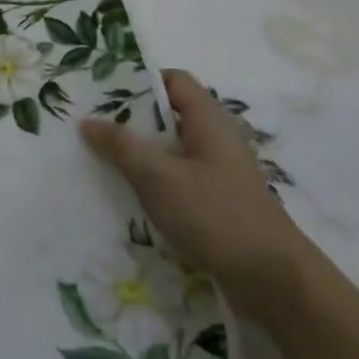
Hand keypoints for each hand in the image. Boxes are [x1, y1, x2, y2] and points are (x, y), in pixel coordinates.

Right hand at [81, 69, 317, 322]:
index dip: (139, 80)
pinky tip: (124, 193)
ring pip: (168, 150)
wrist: (272, 279)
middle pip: (167, 115)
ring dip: (137, 153)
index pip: (174, 80)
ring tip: (97, 158)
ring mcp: (216, 172)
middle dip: (129, 119)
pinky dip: (150, 180)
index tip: (102, 92)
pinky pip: (174, 178)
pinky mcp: (214, 201)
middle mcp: (215, 140)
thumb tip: (87, 121)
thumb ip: (121, 146)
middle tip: (88, 125)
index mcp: (209, 121)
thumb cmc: (216, 216)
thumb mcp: (159, 177)